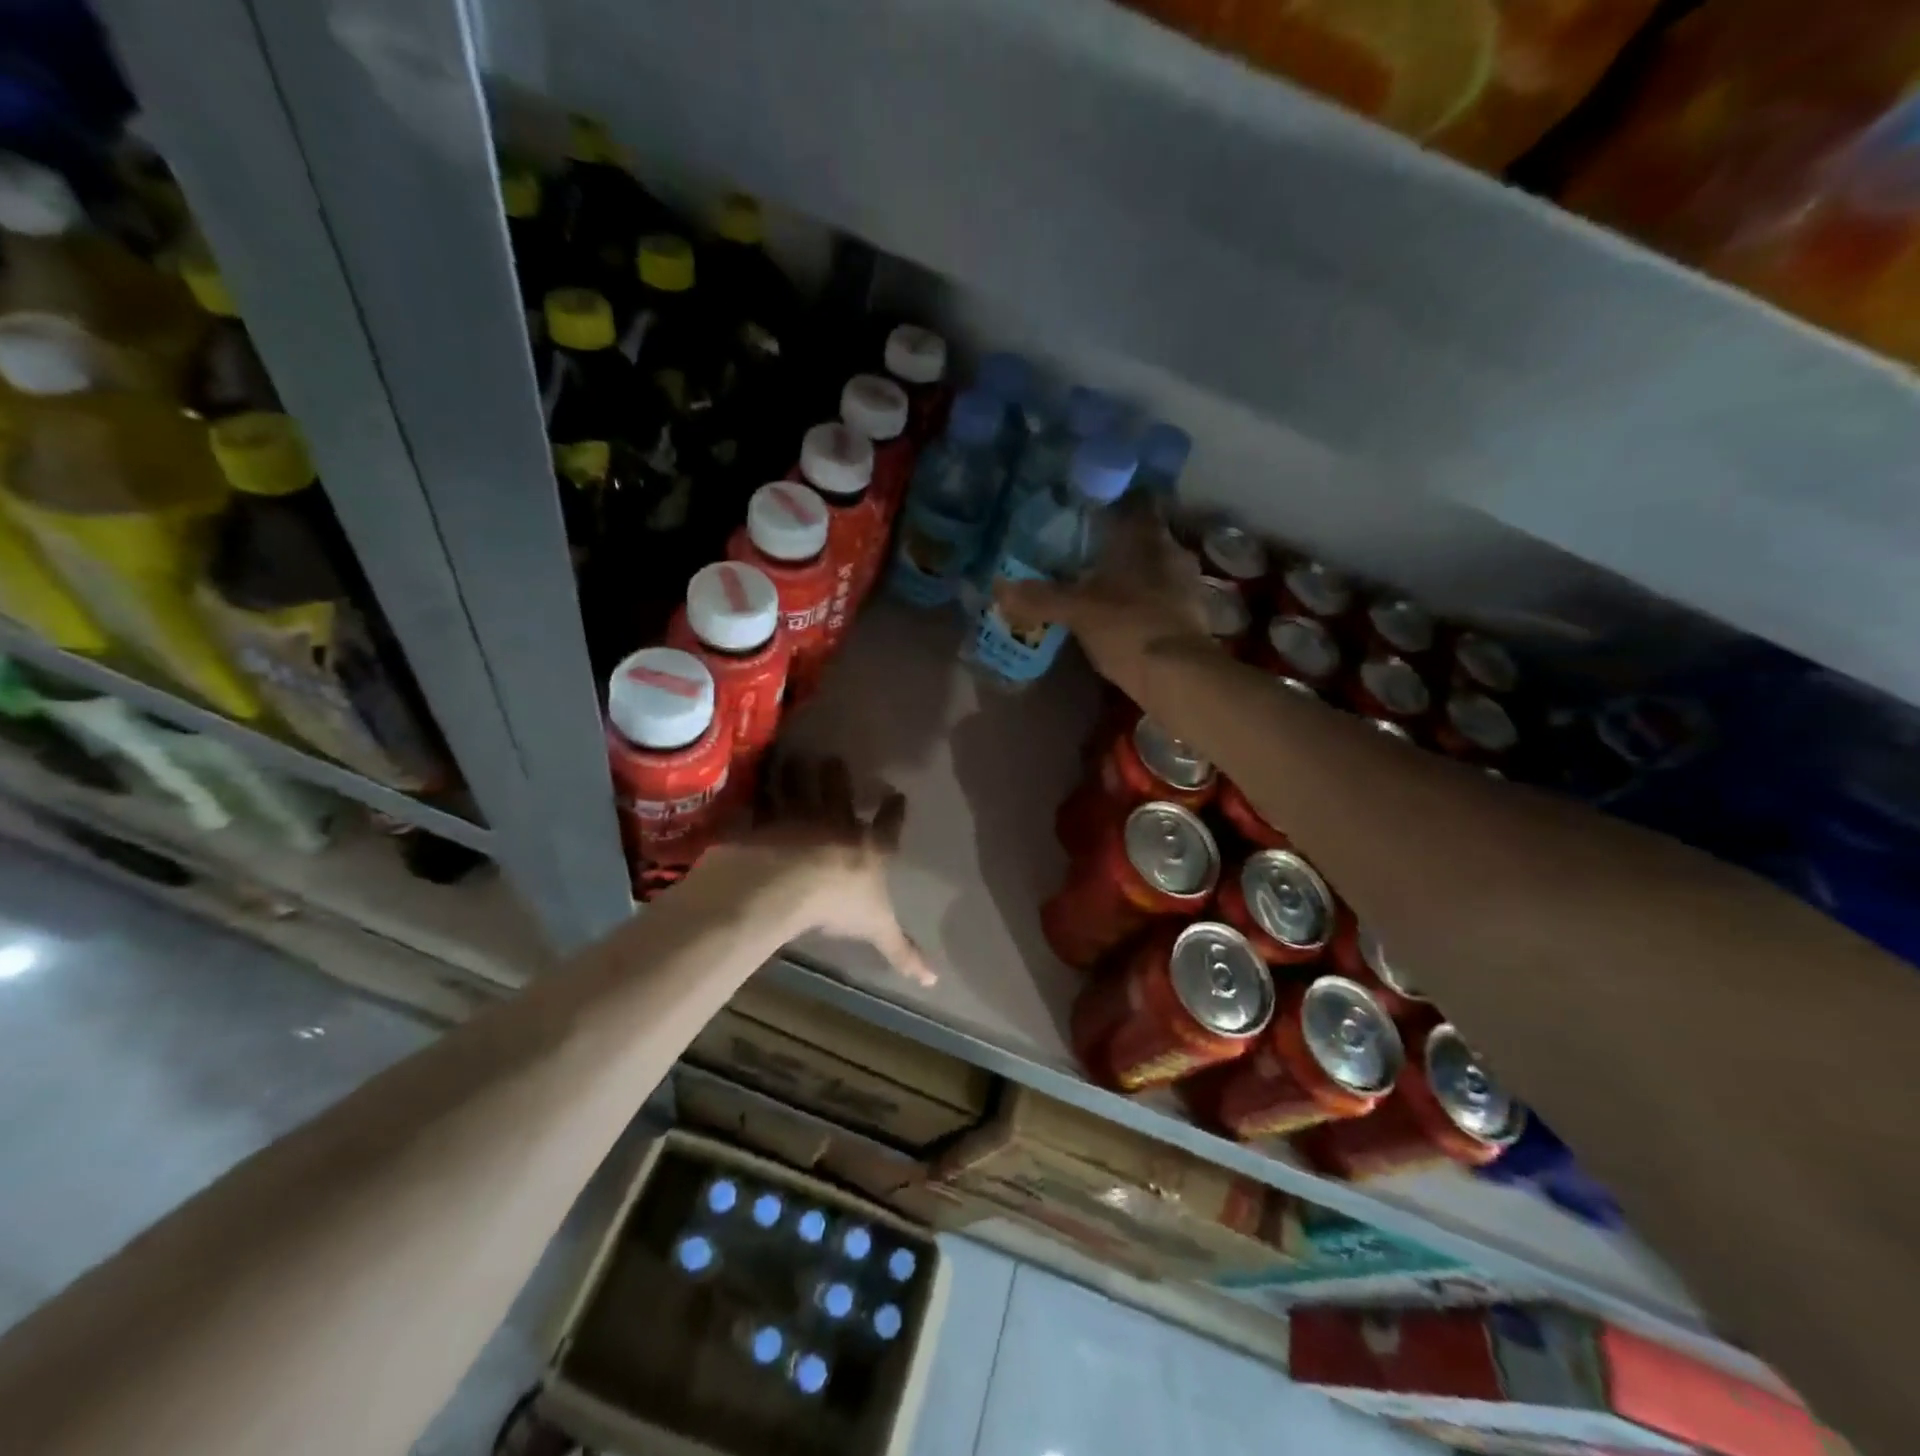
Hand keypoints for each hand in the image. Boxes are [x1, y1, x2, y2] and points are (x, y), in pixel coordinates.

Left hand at [724, 756, 936, 986]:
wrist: (788, 883)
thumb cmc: (840, 903)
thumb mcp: (877, 929)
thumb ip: (902, 950)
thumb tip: (935, 981)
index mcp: (869, 847)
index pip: (889, 826)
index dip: (894, 811)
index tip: (898, 795)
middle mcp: (837, 824)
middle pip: (840, 793)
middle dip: (838, 776)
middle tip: (834, 760)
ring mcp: (799, 817)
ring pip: (798, 787)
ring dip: (795, 772)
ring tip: (792, 758)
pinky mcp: (765, 820)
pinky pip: (761, 800)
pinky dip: (757, 789)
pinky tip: (752, 777)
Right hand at [993, 496, 1218, 703]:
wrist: (1179, 678)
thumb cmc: (1129, 627)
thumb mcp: (1077, 611)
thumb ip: (1040, 597)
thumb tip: (999, 588)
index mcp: (1148, 538)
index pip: (1138, 502)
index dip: (1116, 504)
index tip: (1091, 513)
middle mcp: (1173, 553)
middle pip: (1145, 538)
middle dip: (1120, 545)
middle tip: (1088, 554)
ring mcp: (1188, 587)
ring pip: (1155, 569)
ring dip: (1133, 576)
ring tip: (1102, 588)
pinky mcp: (1192, 618)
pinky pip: (1162, 599)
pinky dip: (1144, 604)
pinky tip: (1123, 618)